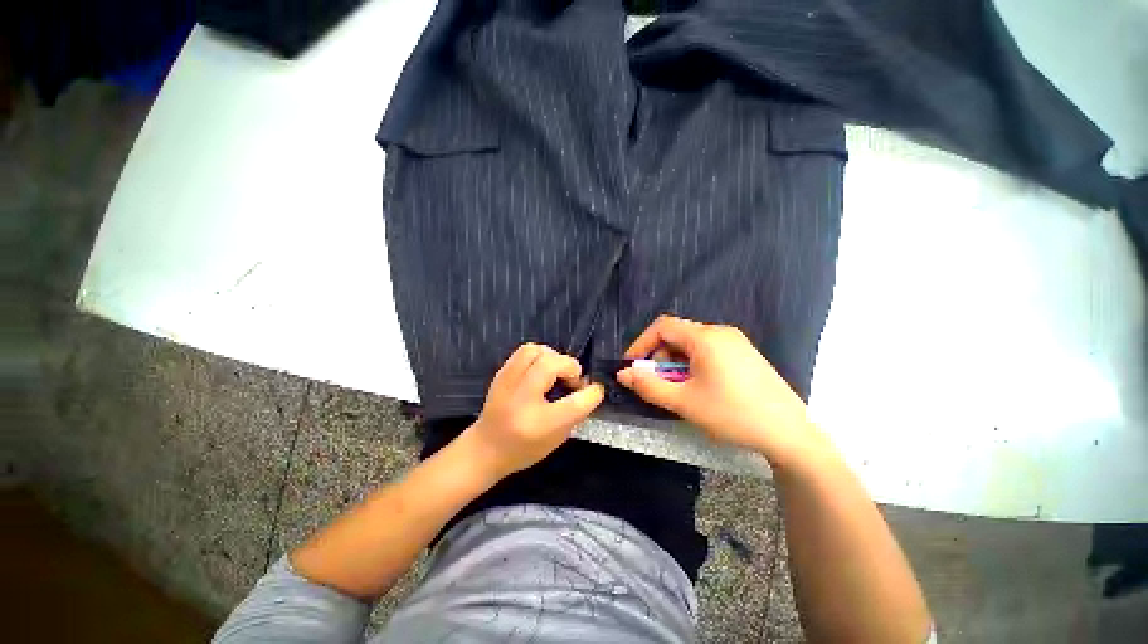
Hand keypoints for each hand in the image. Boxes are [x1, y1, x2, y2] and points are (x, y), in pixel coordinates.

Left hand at [461, 343, 604, 479]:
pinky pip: (525, 351)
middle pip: (552, 365)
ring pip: (536, 350)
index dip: (592, 393)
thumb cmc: (524, 449)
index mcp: (539, 424)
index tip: (596, 389)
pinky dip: (540, 355)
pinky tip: (542, 369)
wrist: (485, 449)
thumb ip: (576, 413)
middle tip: (572, 380)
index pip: (575, 403)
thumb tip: (589, 388)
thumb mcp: (557, 439)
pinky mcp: (502, 373)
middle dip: (570, 367)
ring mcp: (508, 382)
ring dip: (553, 357)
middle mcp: (522, 399)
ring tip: (556, 371)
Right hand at [617, 316, 825, 463]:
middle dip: (659, 356)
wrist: (790, 434)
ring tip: (678, 389)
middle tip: (656, 383)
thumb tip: (623, 374)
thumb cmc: (732, 414)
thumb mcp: (684, 402)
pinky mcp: (745, 354)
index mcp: (705, 337)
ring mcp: (736, 342)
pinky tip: (699, 387)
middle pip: (677, 334)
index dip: (641, 343)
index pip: (662, 326)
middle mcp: (720, 332)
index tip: (632, 366)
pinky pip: (709, 351)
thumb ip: (649, 386)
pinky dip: (693, 364)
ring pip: (692, 344)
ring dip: (676, 362)